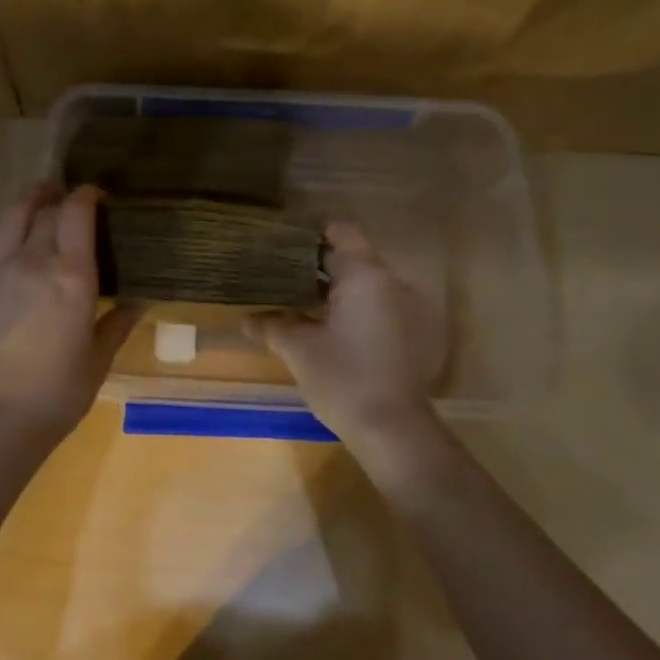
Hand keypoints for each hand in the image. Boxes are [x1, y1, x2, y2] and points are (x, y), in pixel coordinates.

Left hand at [0, 184, 137, 451]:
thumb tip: (139, 302)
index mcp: (71, 275)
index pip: (77, 213)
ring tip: (39, 203)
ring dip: (27, 202)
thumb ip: (117, 324)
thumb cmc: (57, 393)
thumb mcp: (98, 360)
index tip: (99, 195)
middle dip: (61, 197)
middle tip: (72, 202)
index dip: (88, 195)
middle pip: (45, 209)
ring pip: (9, 215)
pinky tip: (1, 237)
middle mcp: (32, 260)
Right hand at [246, 220, 434, 442]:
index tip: (286, 243)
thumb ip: (272, 326)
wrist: (393, 428)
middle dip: (319, 265)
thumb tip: (246, 320)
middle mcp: (391, 283)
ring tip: (301, 304)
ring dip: (337, 290)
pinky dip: (354, 309)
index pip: (342, 231)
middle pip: (354, 258)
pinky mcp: (412, 333)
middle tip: (282, 276)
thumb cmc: (343, 378)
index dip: (314, 232)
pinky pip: (379, 306)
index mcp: (364, 275)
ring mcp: (407, 308)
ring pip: (366, 285)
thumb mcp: (298, 350)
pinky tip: (329, 330)